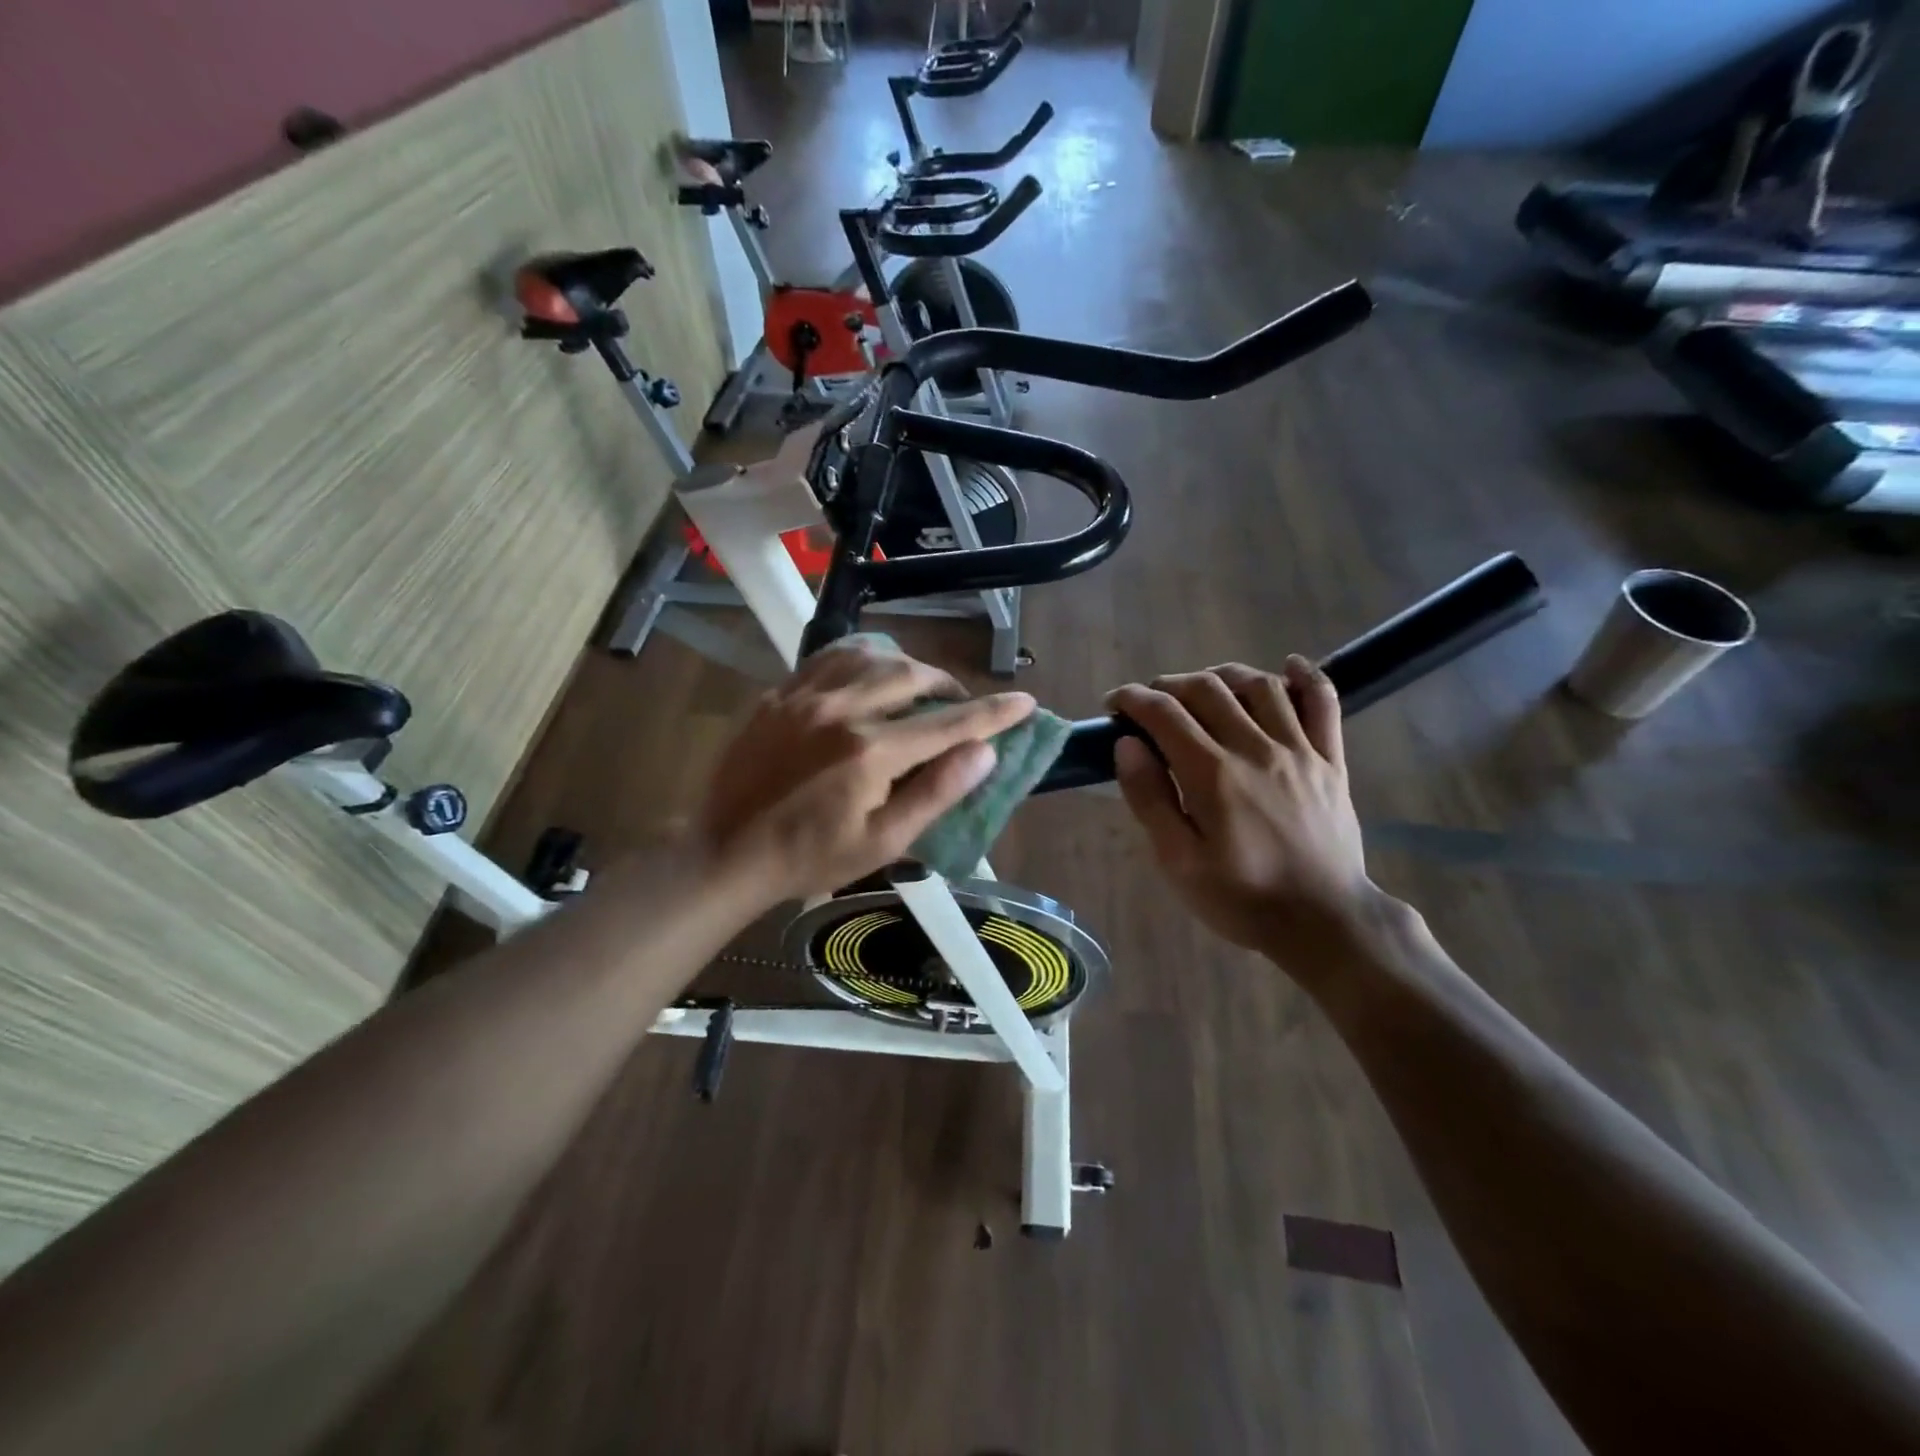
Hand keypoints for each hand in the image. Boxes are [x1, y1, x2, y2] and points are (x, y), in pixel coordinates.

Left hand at [697, 642, 1034, 904]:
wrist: (726, 852)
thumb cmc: (810, 858)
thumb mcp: (883, 842)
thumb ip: (936, 792)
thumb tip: (984, 752)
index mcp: (871, 752)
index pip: (949, 722)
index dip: (994, 712)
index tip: (1025, 701)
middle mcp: (841, 710)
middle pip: (912, 675)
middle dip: (947, 686)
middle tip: (958, 706)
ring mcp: (805, 695)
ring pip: (871, 654)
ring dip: (906, 665)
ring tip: (916, 688)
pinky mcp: (779, 693)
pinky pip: (829, 656)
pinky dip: (861, 657)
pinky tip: (867, 673)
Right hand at [1108, 657, 1372, 964]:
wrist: (1325, 922)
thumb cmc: (1242, 898)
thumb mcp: (1178, 863)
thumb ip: (1150, 799)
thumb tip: (1127, 745)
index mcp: (1212, 774)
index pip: (1164, 713)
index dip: (1132, 699)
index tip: (1114, 704)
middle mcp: (1255, 748)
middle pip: (1207, 689)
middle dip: (1169, 685)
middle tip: (1151, 703)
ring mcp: (1299, 750)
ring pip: (1259, 686)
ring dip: (1223, 675)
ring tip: (1203, 689)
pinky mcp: (1331, 760)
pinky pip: (1324, 703)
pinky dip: (1306, 677)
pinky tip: (1287, 666)